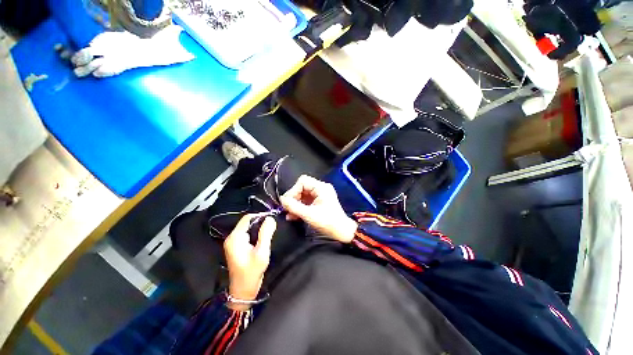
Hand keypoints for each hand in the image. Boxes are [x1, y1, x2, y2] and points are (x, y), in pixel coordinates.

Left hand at [224, 214, 276, 310]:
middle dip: (260, 222)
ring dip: (258, 228)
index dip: (260, 215)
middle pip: (247, 222)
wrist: (243, 290)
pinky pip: (247, 234)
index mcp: (235, 237)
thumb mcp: (262, 252)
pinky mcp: (236, 247)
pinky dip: (255, 233)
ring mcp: (233, 242)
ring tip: (269, 232)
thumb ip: (266, 233)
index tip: (272, 218)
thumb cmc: (252, 271)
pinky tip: (262, 239)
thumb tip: (270, 218)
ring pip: (247, 228)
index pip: (247, 218)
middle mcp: (232, 237)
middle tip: (272, 227)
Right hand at [280, 175, 357, 242]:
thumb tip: (282, 200)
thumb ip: (294, 206)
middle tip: (287, 209)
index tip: (288, 202)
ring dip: (295, 204)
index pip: (302, 181)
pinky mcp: (319, 202)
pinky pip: (306, 201)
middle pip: (302, 188)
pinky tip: (293, 216)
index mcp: (321, 187)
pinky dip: (300, 207)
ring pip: (303, 195)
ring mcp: (320, 195)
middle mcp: (321, 188)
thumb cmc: (327, 222)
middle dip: (293, 198)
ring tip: (289, 215)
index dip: (293, 190)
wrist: (341, 232)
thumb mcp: (309, 214)